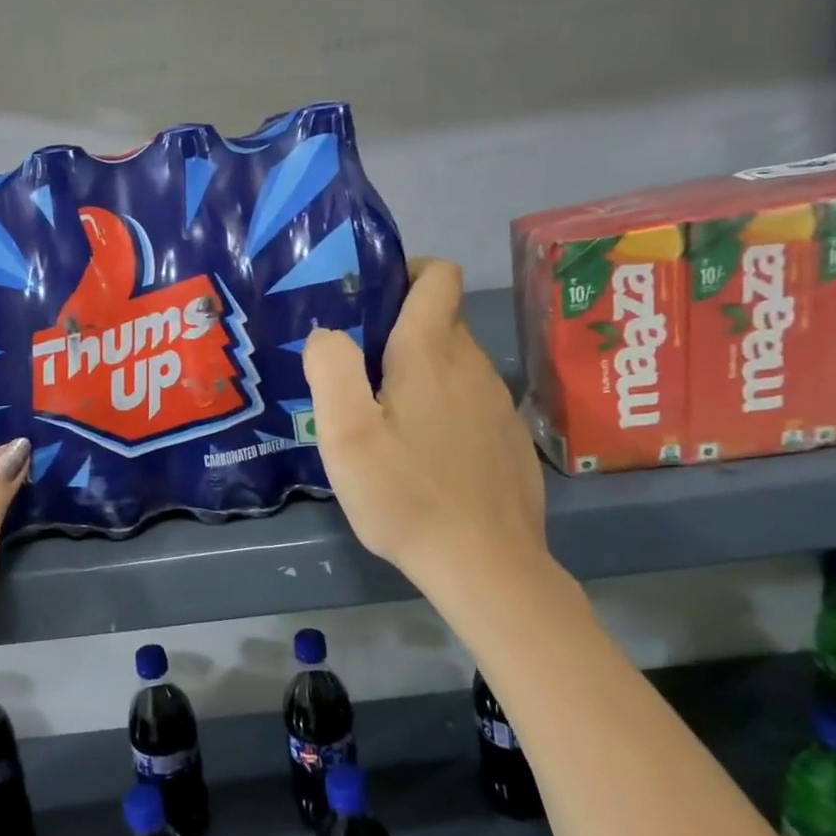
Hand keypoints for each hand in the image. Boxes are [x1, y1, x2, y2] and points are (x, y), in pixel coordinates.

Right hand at [303, 259, 551, 615]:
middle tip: (356, 368)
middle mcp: (472, 365)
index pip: (437, 275)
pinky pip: (470, 400)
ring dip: (420, 371)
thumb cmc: (405, 494)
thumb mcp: (346, 433)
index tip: (369, 299)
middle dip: (399, 327)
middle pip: (441, 319)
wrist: (485, 565)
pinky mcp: (507, 437)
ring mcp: (497, 402)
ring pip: (454, 362)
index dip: (405, 270)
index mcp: (431, 352)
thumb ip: (331, 368)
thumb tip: (328, 334)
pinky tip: (423, 452)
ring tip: (384, 414)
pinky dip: (443, 405)